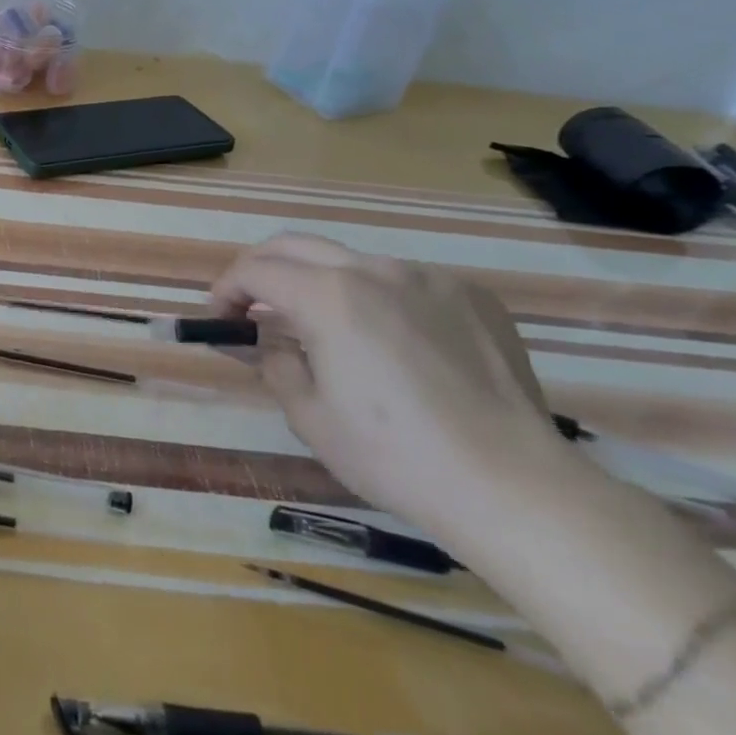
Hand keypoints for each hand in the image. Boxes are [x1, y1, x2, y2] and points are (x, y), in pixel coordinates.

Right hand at [209, 233, 561, 538]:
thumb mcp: (309, 416)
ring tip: (325, 329)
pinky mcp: (472, 297)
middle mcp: (375, 271)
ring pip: (352, 262)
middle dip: (261, 268)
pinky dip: (379, 299)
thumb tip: (263, 340)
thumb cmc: (396, 457)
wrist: (516, 489)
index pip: (256, 270)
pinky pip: (406, 282)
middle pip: (295, 245)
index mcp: (328, 297)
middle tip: (251, 304)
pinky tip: (393, 344)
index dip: (226, 289)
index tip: (219, 318)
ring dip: (321, 283)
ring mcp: (429, 279)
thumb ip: (273, 362)